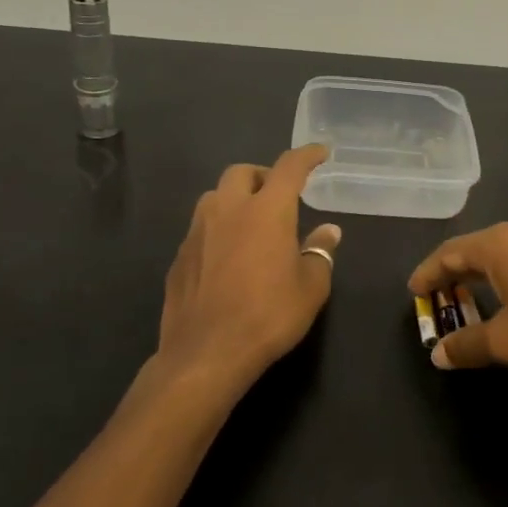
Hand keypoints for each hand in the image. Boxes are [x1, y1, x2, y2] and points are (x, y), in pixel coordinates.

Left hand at [156, 146, 341, 404]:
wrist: (206, 353)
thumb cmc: (268, 316)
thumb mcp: (310, 288)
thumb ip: (319, 253)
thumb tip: (328, 231)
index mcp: (267, 211)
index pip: (289, 168)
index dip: (306, 156)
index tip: (319, 153)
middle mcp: (228, 210)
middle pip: (242, 172)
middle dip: (263, 175)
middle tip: (279, 195)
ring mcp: (198, 231)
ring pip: (215, 197)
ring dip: (235, 199)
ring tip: (251, 222)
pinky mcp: (179, 256)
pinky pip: (201, 228)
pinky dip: (218, 229)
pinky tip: (227, 256)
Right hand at [408, 222, 507, 375]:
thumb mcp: (507, 341)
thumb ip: (468, 344)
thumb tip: (439, 353)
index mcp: (499, 244)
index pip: (449, 252)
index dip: (428, 273)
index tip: (413, 292)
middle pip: (475, 250)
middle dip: (454, 275)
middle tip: (439, 300)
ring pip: (504, 255)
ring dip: (482, 278)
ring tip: (472, 302)